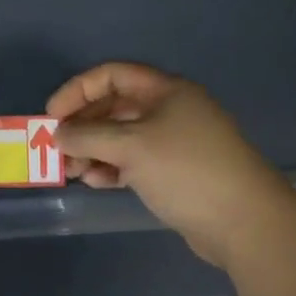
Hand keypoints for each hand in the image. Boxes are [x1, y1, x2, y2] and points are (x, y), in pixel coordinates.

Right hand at [47, 62, 295, 268]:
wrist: (243, 220)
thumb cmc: (185, 170)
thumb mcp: (131, 147)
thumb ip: (88, 136)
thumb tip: (58, 134)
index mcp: (166, 91)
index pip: (112, 75)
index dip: (78, 91)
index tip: (52, 116)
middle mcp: (170, 110)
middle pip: (115, 108)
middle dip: (83, 126)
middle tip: (57, 150)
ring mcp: (174, 142)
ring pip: (122, 138)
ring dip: (94, 151)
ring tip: (74, 171)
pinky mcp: (175, 172)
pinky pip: (134, 162)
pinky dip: (112, 169)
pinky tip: (96, 183)